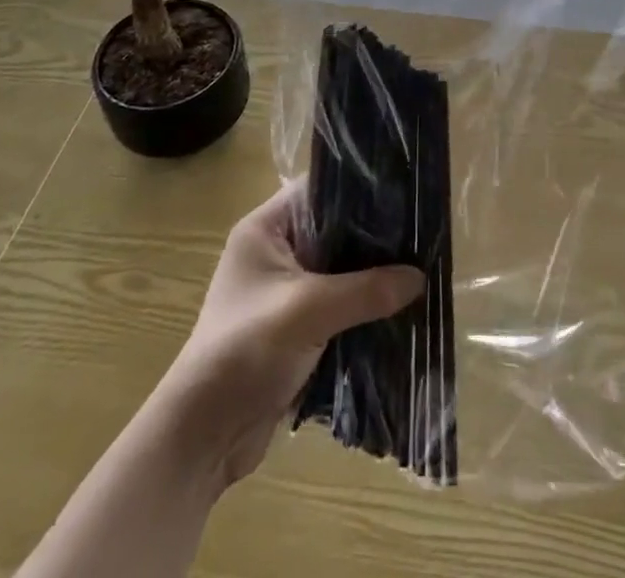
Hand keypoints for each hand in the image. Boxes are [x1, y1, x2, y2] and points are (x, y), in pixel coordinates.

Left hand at [156, 181, 423, 489]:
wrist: (202, 438)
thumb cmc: (245, 351)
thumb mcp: (308, 311)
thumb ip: (366, 290)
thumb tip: (420, 277)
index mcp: (266, 229)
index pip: (320, 189)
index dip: (360, 187)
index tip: (404, 190)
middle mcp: (277, 252)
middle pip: (336, 230)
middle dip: (375, 236)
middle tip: (423, 230)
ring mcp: (286, 291)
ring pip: (342, 270)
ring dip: (373, 275)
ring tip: (422, 265)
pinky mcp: (297, 327)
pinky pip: (340, 304)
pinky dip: (365, 306)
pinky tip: (401, 306)